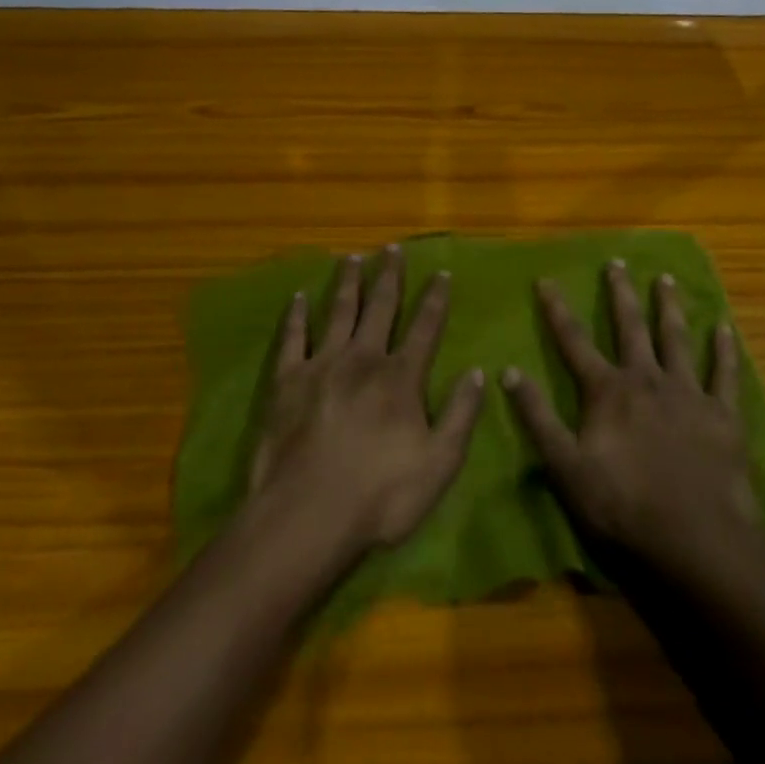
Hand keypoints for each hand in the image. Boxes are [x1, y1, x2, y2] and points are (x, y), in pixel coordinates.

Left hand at [249, 246, 484, 555]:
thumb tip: (477, 372)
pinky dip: (297, 315)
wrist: (307, 515)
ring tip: (352, 257)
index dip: (435, 299)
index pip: (425, 327)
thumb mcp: (439, 464)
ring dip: (347, 283)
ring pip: (338, 312)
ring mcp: (322, 365)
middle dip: (389, 276)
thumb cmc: (380, 497)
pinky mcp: (287, 380)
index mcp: (401, 378)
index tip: (441, 272)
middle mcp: (363, 359)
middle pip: (380, 307)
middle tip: (392, 248)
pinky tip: (300, 297)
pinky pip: (293, 338)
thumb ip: (461, 415)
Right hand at [502, 261, 759, 578]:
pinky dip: (723, 350)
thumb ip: (537, 417)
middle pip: (630, 327)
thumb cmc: (623, 507)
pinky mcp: (722, 415)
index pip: (574, 341)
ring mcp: (688, 393)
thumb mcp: (565, 467)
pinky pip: (723, 374)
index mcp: (607, 391)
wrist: (698, 541)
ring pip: (676, 339)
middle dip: (620, 293)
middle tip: (617, 262)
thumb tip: (508, 371)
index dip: (557, 310)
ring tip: (666, 279)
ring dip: (669, 307)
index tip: (547, 280)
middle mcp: (646, 379)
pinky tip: (724, 327)